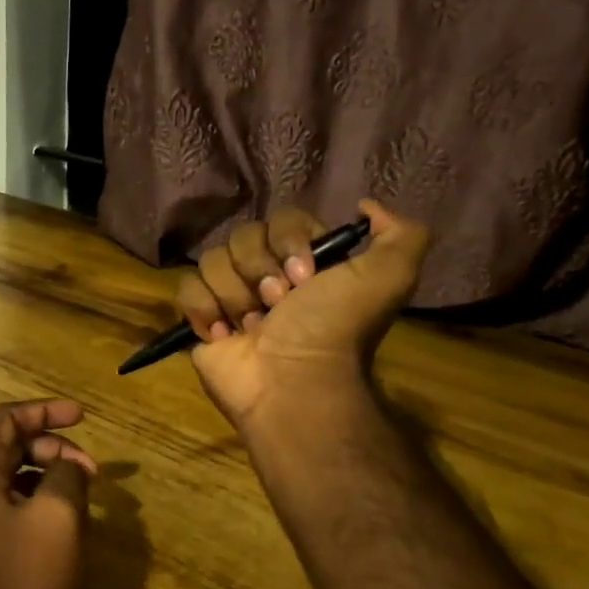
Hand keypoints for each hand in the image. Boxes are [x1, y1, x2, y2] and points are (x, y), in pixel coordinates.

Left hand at [0, 399, 97, 588]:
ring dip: (50, 473)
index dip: (47, 411)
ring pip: (13, 472)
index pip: (7, 419)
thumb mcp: (58, 516)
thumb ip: (66, 473)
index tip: (83, 416)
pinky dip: (39, 496)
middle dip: (54, 448)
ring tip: (84, 494)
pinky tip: (66, 517)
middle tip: (91, 471)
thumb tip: (69, 466)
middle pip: (10, 444)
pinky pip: (10, 500)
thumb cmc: (24, 580)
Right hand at [177, 201, 429, 430]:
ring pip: (213, 260)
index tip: (305, 278)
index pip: (282, 219)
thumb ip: (401, 234)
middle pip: (243, 236)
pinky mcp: (201, 320)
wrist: (294, 381)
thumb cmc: (334, 329)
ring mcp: (231, 297)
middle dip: (260, 270)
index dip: (289, 242)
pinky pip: (187, 289)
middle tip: (278, 306)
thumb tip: (366, 206)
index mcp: (306, 261)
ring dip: (236, 295)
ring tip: (254, 328)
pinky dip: (205, 310)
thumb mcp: (389, 277)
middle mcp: (267, 274)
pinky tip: (226, 335)